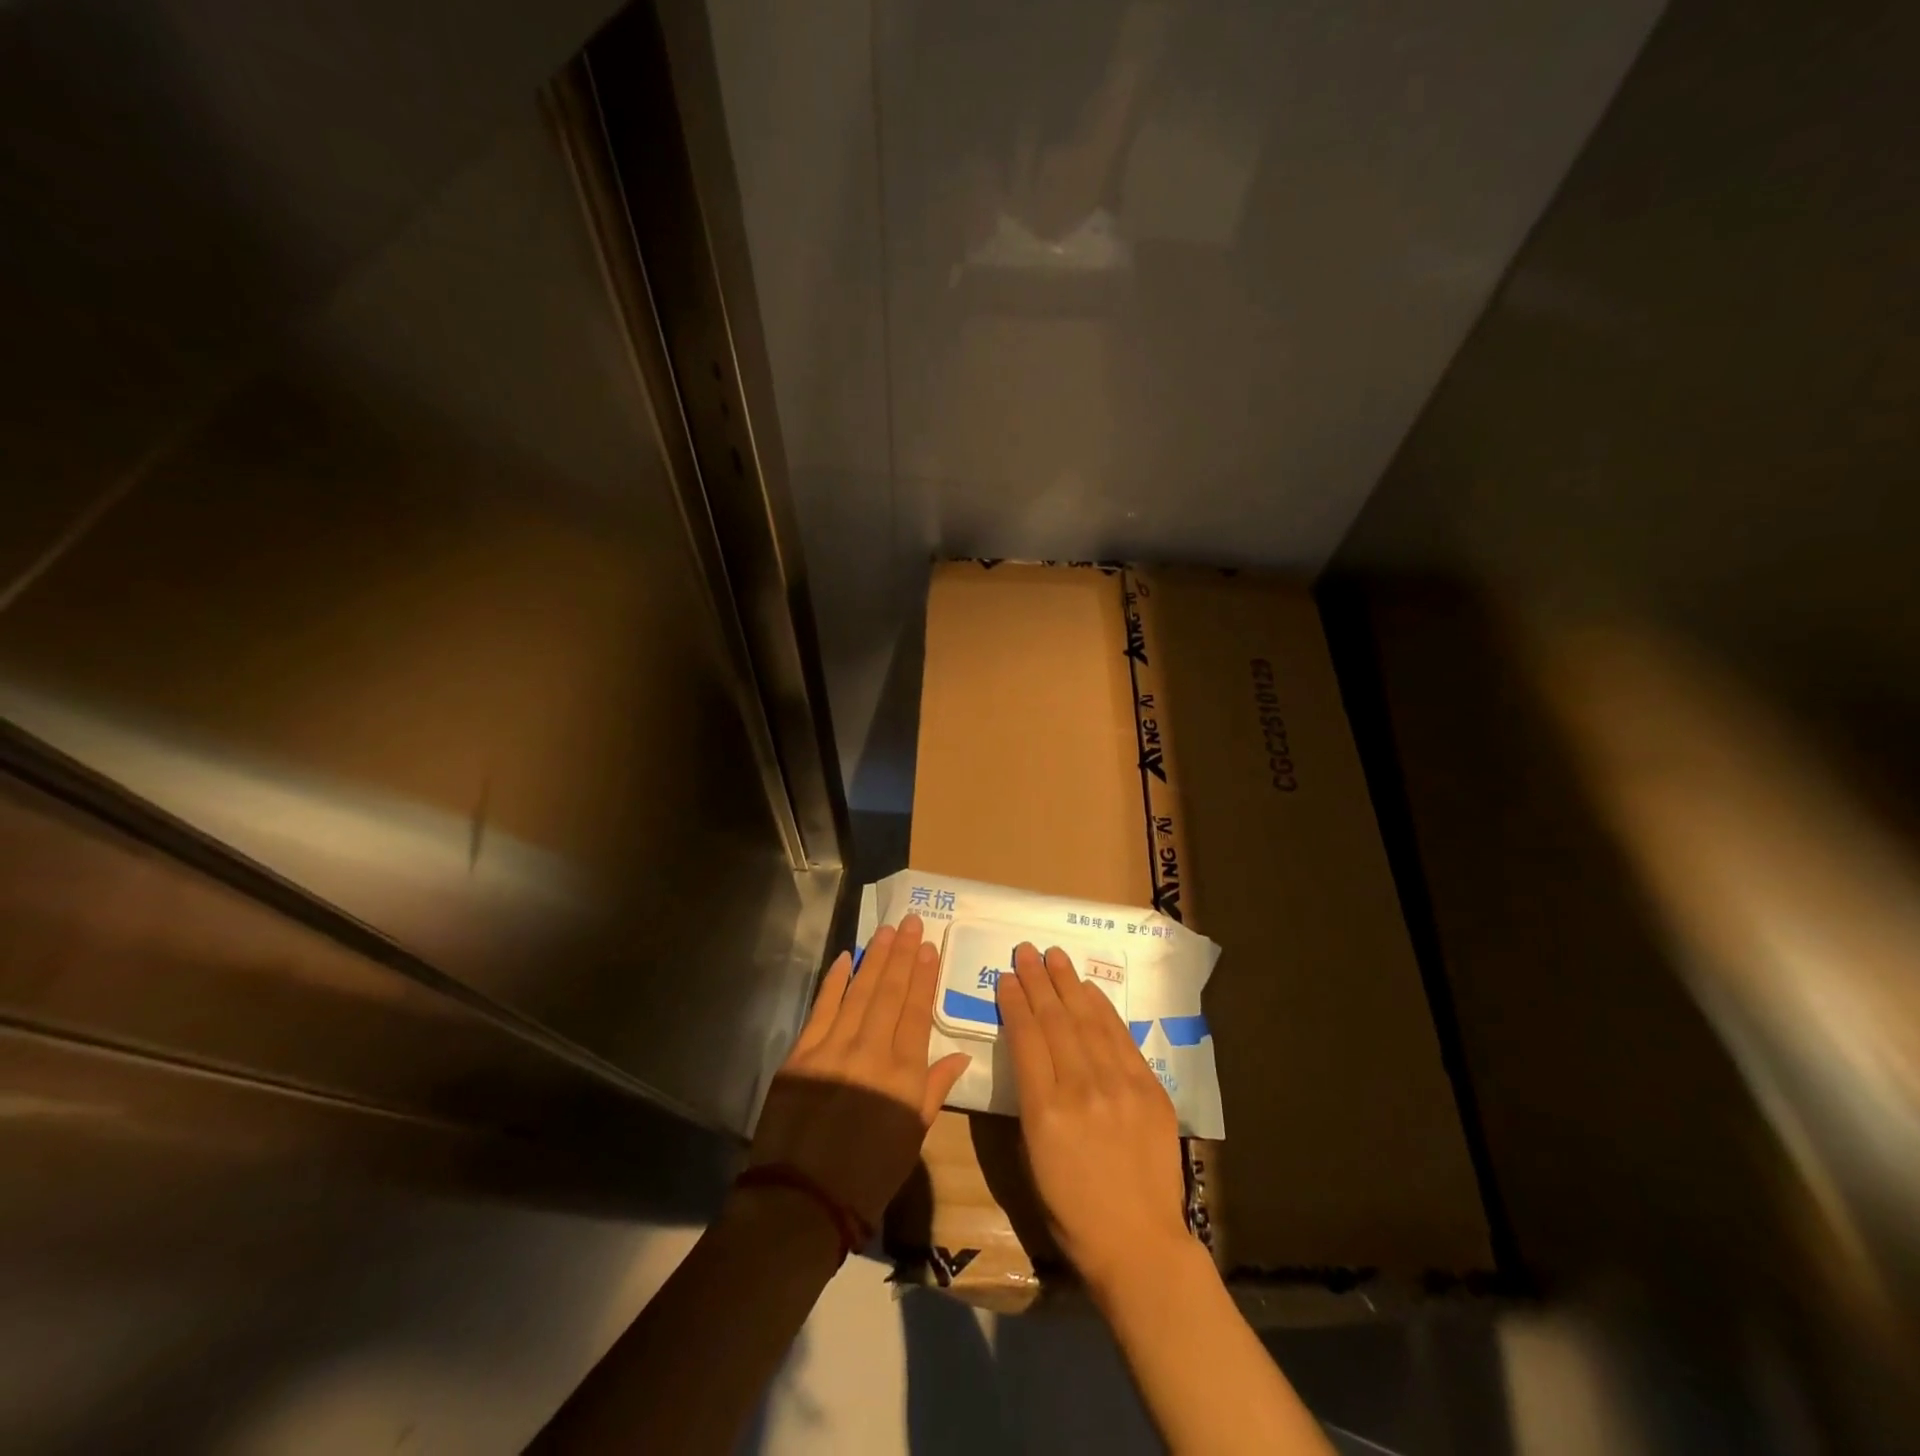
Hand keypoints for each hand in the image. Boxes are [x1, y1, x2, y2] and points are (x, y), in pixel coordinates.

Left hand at [747, 914, 971, 1229]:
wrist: (801, 1200)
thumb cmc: (867, 1177)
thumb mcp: (911, 1139)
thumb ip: (933, 1091)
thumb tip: (959, 1057)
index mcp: (903, 1075)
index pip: (917, 1013)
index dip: (923, 977)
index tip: (929, 947)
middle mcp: (871, 1051)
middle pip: (890, 993)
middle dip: (902, 954)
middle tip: (910, 923)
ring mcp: (834, 1048)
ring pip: (860, 991)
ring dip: (875, 958)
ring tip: (887, 931)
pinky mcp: (803, 1052)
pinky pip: (823, 1007)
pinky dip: (836, 980)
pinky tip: (847, 958)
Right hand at [997, 942, 1190, 1294]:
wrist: (1139, 1243)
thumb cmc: (1072, 1211)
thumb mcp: (1031, 1158)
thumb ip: (1030, 1102)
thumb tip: (1033, 1059)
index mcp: (1045, 1111)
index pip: (1026, 1038)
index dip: (1015, 1003)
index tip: (1007, 978)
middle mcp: (1082, 1088)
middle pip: (1055, 1020)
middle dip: (1038, 981)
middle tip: (1026, 951)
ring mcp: (1120, 1085)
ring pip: (1088, 1020)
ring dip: (1068, 984)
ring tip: (1054, 956)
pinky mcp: (1149, 1088)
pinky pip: (1121, 1037)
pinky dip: (1102, 1008)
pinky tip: (1089, 989)